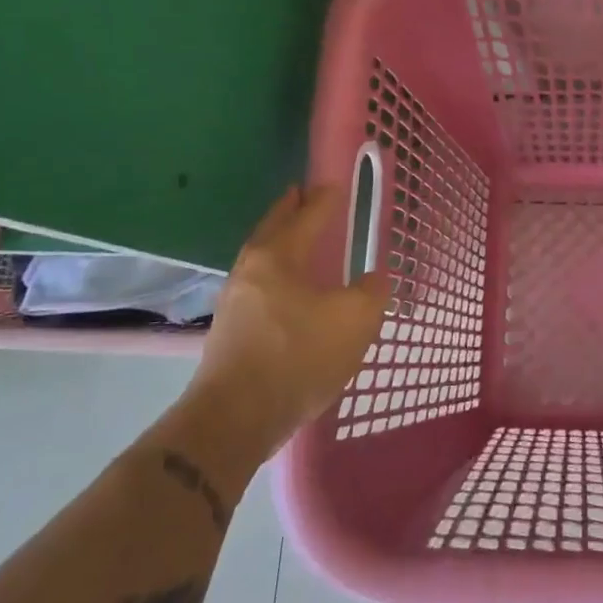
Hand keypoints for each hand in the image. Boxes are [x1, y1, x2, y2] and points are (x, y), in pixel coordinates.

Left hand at [187, 184, 389, 448]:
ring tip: (298, 240)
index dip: (323, 200)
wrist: (236, 417)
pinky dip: (275, 274)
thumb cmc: (298, 356)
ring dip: (279, 242)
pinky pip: (258, 286)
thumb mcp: (354, 320)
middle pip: (272, 230)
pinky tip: (288, 290)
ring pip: (261, 259)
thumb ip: (370, 292)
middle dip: (289, 211)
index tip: (333, 184)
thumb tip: (372, 279)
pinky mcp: (229, 332)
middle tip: (301, 195)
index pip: (306, 217)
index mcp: (278, 257)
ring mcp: (234, 302)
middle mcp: (250, 271)